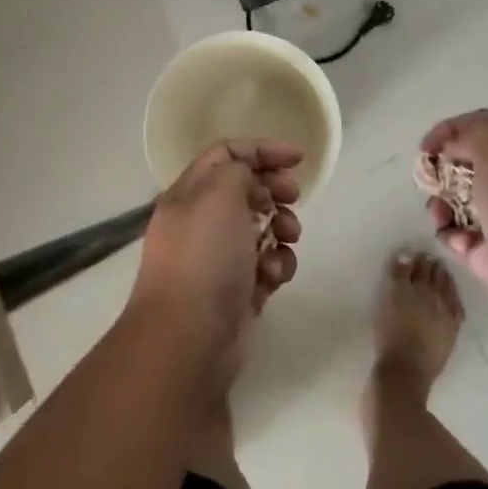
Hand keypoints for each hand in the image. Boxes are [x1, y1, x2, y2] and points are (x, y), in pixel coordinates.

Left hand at [128, 140, 302, 394]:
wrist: (188, 339)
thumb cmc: (204, 257)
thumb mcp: (219, 194)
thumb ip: (239, 171)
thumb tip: (251, 183)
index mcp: (188, 194)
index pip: (226, 154)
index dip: (262, 149)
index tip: (299, 158)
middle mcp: (200, 222)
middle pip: (245, 189)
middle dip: (275, 189)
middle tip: (294, 197)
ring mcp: (218, 259)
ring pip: (260, 228)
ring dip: (281, 228)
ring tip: (287, 237)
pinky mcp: (237, 292)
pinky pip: (266, 266)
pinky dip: (277, 265)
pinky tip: (275, 275)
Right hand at [420, 110, 487, 342]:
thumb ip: (470, 135)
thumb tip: (451, 147)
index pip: (480, 127)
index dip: (450, 131)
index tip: (427, 149)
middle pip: (464, 164)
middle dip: (441, 170)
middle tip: (430, 181)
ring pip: (455, 201)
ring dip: (439, 204)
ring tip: (440, 216)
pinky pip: (456, 236)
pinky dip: (450, 236)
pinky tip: (461, 243)